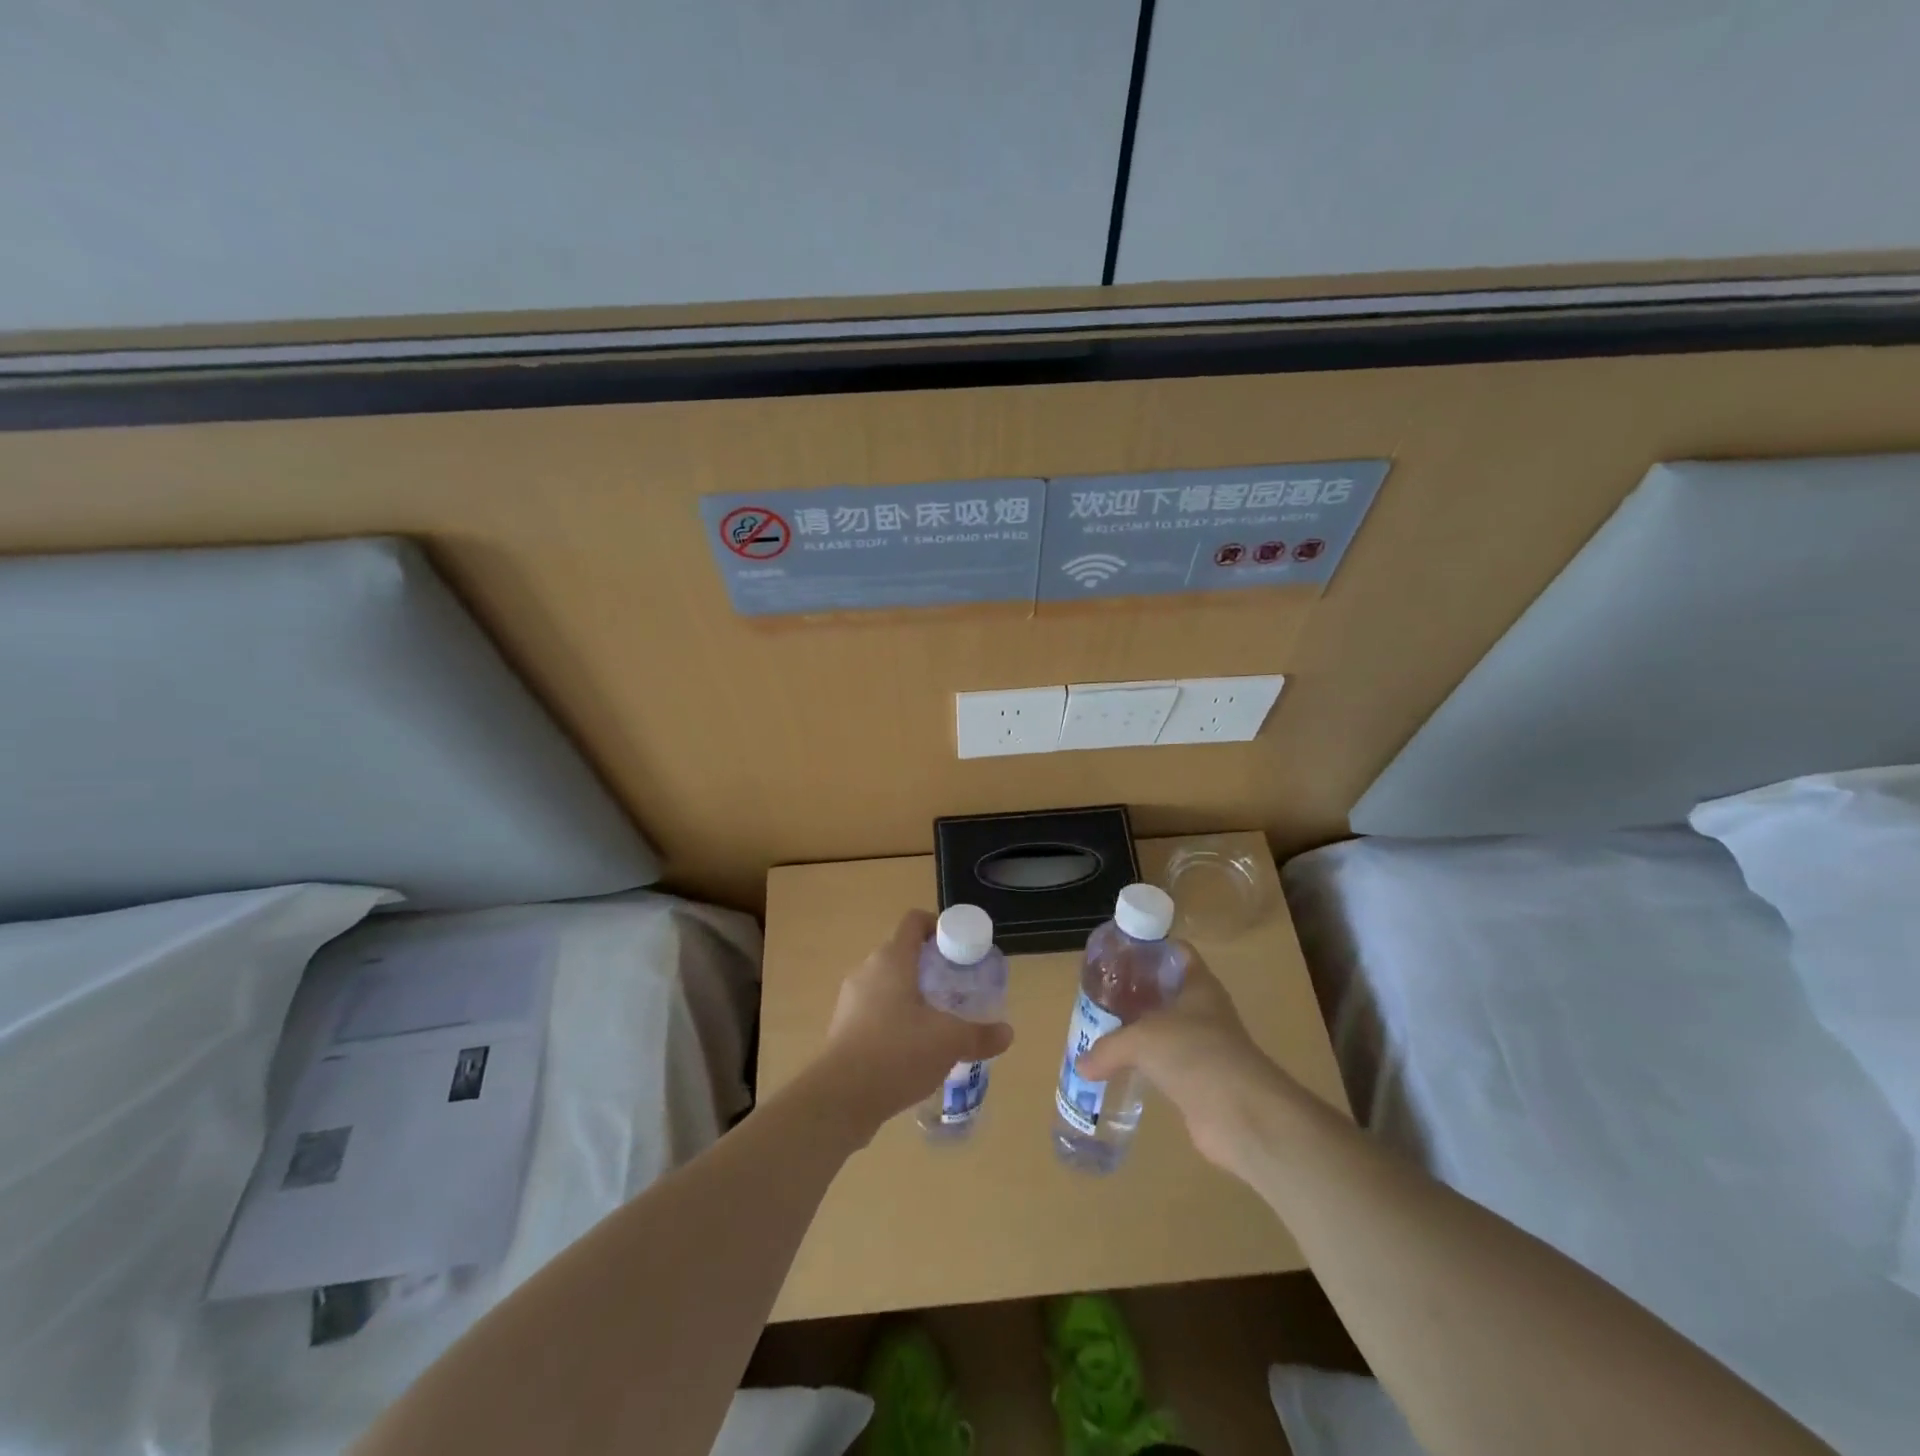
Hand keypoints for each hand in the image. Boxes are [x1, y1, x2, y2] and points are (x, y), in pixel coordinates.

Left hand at [816, 910, 1013, 1137]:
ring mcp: (851, 1000)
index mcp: (892, 959)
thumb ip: (979, 1034)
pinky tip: (912, 1049)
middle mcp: (867, 970)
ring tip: (937, 1021)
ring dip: (912, 996)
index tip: (959, 948)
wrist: (840, 1098)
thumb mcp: (948, 1041)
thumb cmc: (897, 1052)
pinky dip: (895, 1020)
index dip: (938, 926)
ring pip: (887, 985)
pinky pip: (875, 1012)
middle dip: (930, 967)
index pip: (914, 922)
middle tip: (956, 988)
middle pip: (901, 953)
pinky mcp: (843, 1029)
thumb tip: (1007, 1033)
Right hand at [1075, 954, 1295, 1169]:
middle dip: (1136, 993)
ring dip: (1140, 1032)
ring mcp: (1204, 1046)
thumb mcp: (1141, 1040)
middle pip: (1166, 991)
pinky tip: (1121, 1070)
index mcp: (1199, 985)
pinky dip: (1146, 1067)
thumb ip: (1108, 1047)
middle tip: (1102, 995)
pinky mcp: (1201, 1081)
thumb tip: (1081, 1065)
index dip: (1150, 950)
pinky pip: (1167, 1066)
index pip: (1176, 953)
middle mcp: (1204, 1011)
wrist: (1240, 1114)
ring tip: (1103, 1031)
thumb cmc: (1194, 1054)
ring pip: (1165, 1030)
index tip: (1119, 955)